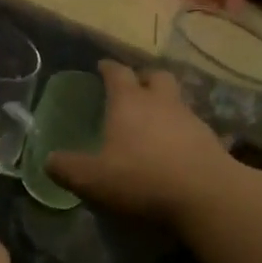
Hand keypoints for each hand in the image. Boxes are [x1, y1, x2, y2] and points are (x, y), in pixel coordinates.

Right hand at [48, 60, 242, 225]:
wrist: (206, 196)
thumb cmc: (141, 178)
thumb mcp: (91, 179)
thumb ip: (66, 168)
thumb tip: (49, 160)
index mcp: (128, 102)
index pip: (117, 73)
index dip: (107, 68)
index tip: (101, 66)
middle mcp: (161, 102)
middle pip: (155, 76)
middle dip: (143, 78)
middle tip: (132, 88)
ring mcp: (190, 119)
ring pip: (176, 100)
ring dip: (164, 104)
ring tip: (153, 121)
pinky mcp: (211, 140)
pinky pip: (193, 127)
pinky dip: (182, 132)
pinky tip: (176, 149)